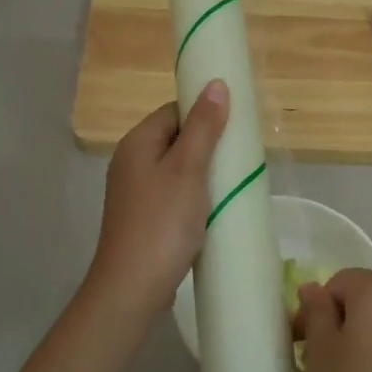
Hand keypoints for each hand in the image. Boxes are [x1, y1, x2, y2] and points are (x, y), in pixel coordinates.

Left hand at [87, 83, 229, 317]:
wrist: (133, 287)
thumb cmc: (162, 223)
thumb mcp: (188, 169)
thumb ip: (204, 127)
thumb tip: (216, 84)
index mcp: (137, 143)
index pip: (174, 111)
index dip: (203, 114)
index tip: (236, 127)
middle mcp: (131, 163)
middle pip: (175, 139)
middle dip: (208, 145)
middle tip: (240, 158)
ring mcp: (135, 194)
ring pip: (177, 170)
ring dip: (204, 174)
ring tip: (233, 184)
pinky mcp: (144, 219)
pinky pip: (174, 195)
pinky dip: (195, 197)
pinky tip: (214, 210)